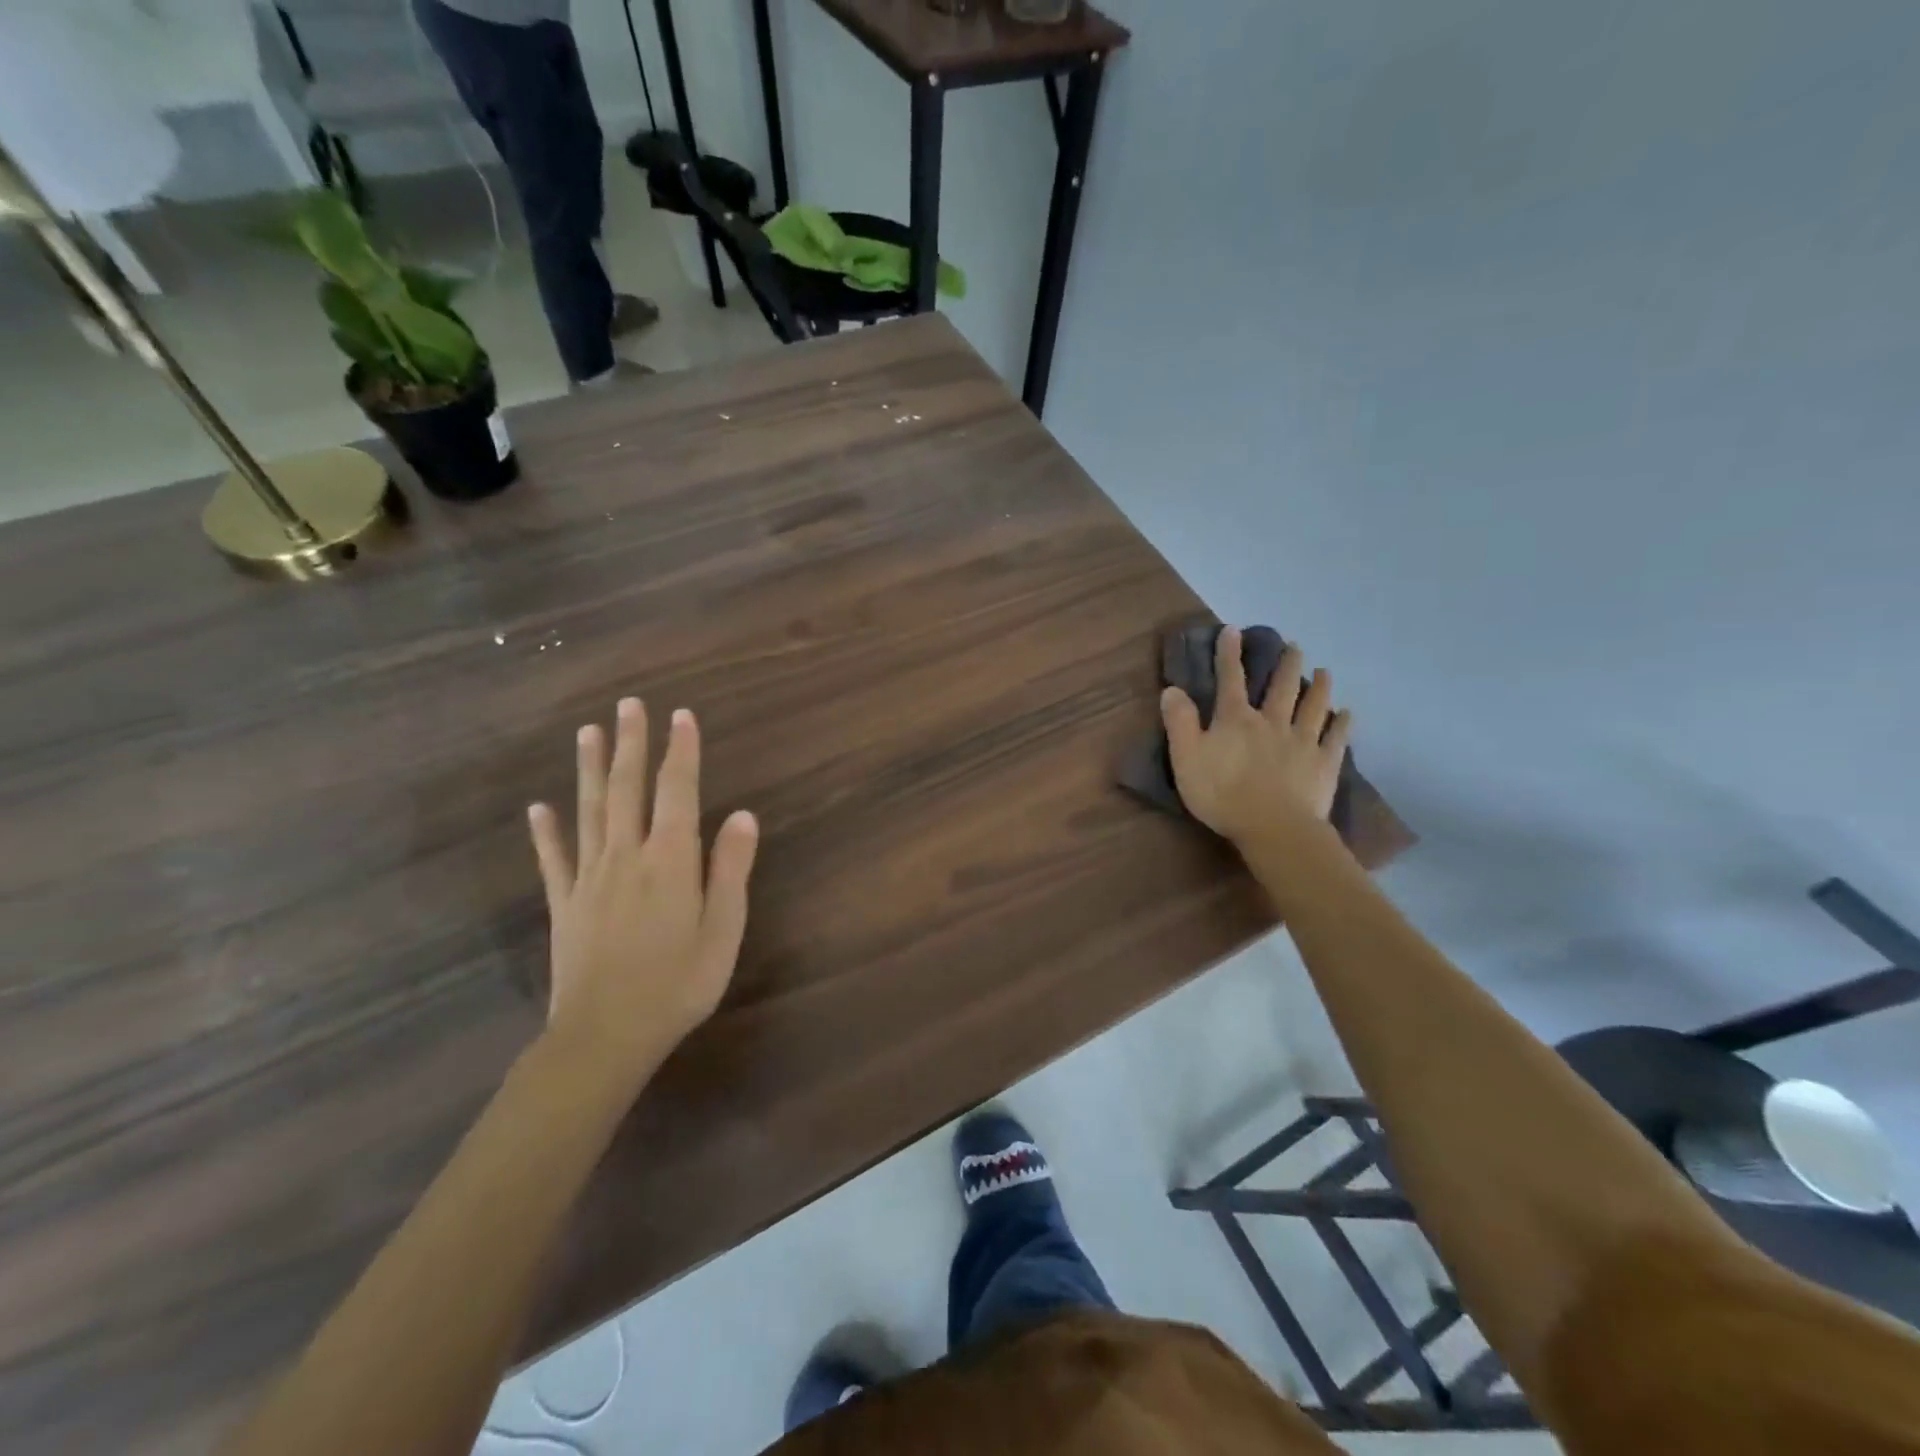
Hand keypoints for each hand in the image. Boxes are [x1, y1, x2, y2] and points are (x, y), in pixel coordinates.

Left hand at [528, 699, 758, 1081]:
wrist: (604, 1037)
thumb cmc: (678, 985)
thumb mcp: (723, 930)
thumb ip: (731, 870)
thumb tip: (743, 815)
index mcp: (670, 861)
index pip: (677, 792)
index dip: (681, 752)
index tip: (681, 715)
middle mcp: (626, 857)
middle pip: (628, 789)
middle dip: (632, 744)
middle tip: (629, 705)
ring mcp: (589, 879)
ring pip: (590, 812)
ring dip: (591, 770)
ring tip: (588, 732)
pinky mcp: (564, 904)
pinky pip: (553, 859)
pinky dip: (546, 831)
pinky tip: (539, 807)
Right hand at [1160, 629, 1351, 842]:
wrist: (1274, 827)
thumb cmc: (1222, 794)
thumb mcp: (1186, 758)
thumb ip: (1180, 722)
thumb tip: (1172, 689)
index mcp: (1236, 720)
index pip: (1230, 680)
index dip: (1229, 654)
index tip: (1233, 630)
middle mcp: (1272, 722)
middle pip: (1281, 687)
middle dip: (1286, 664)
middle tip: (1294, 646)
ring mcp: (1302, 742)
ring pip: (1312, 707)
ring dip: (1318, 687)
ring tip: (1324, 671)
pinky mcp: (1324, 764)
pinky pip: (1336, 739)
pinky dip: (1342, 724)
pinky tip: (1347, 714)